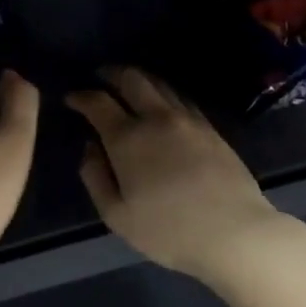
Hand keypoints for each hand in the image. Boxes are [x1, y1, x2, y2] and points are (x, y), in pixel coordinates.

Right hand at [67, 69, 278, 275]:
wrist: (233, 233)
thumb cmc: (168, 230)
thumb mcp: (117, 215)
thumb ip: (95, 177)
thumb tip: (90, 147)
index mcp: (127, 138)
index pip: (98, 102)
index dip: (81, 96)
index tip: (71, 98)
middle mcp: (157, 118)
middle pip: (132, 78)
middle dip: (111, 73)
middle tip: (101, 77)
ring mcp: (188, 120)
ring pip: (160, 84)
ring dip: (140, 79)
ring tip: (129, 86)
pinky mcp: (211, 129)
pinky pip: (182, 98)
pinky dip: (165, 93)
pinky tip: (163, 104)